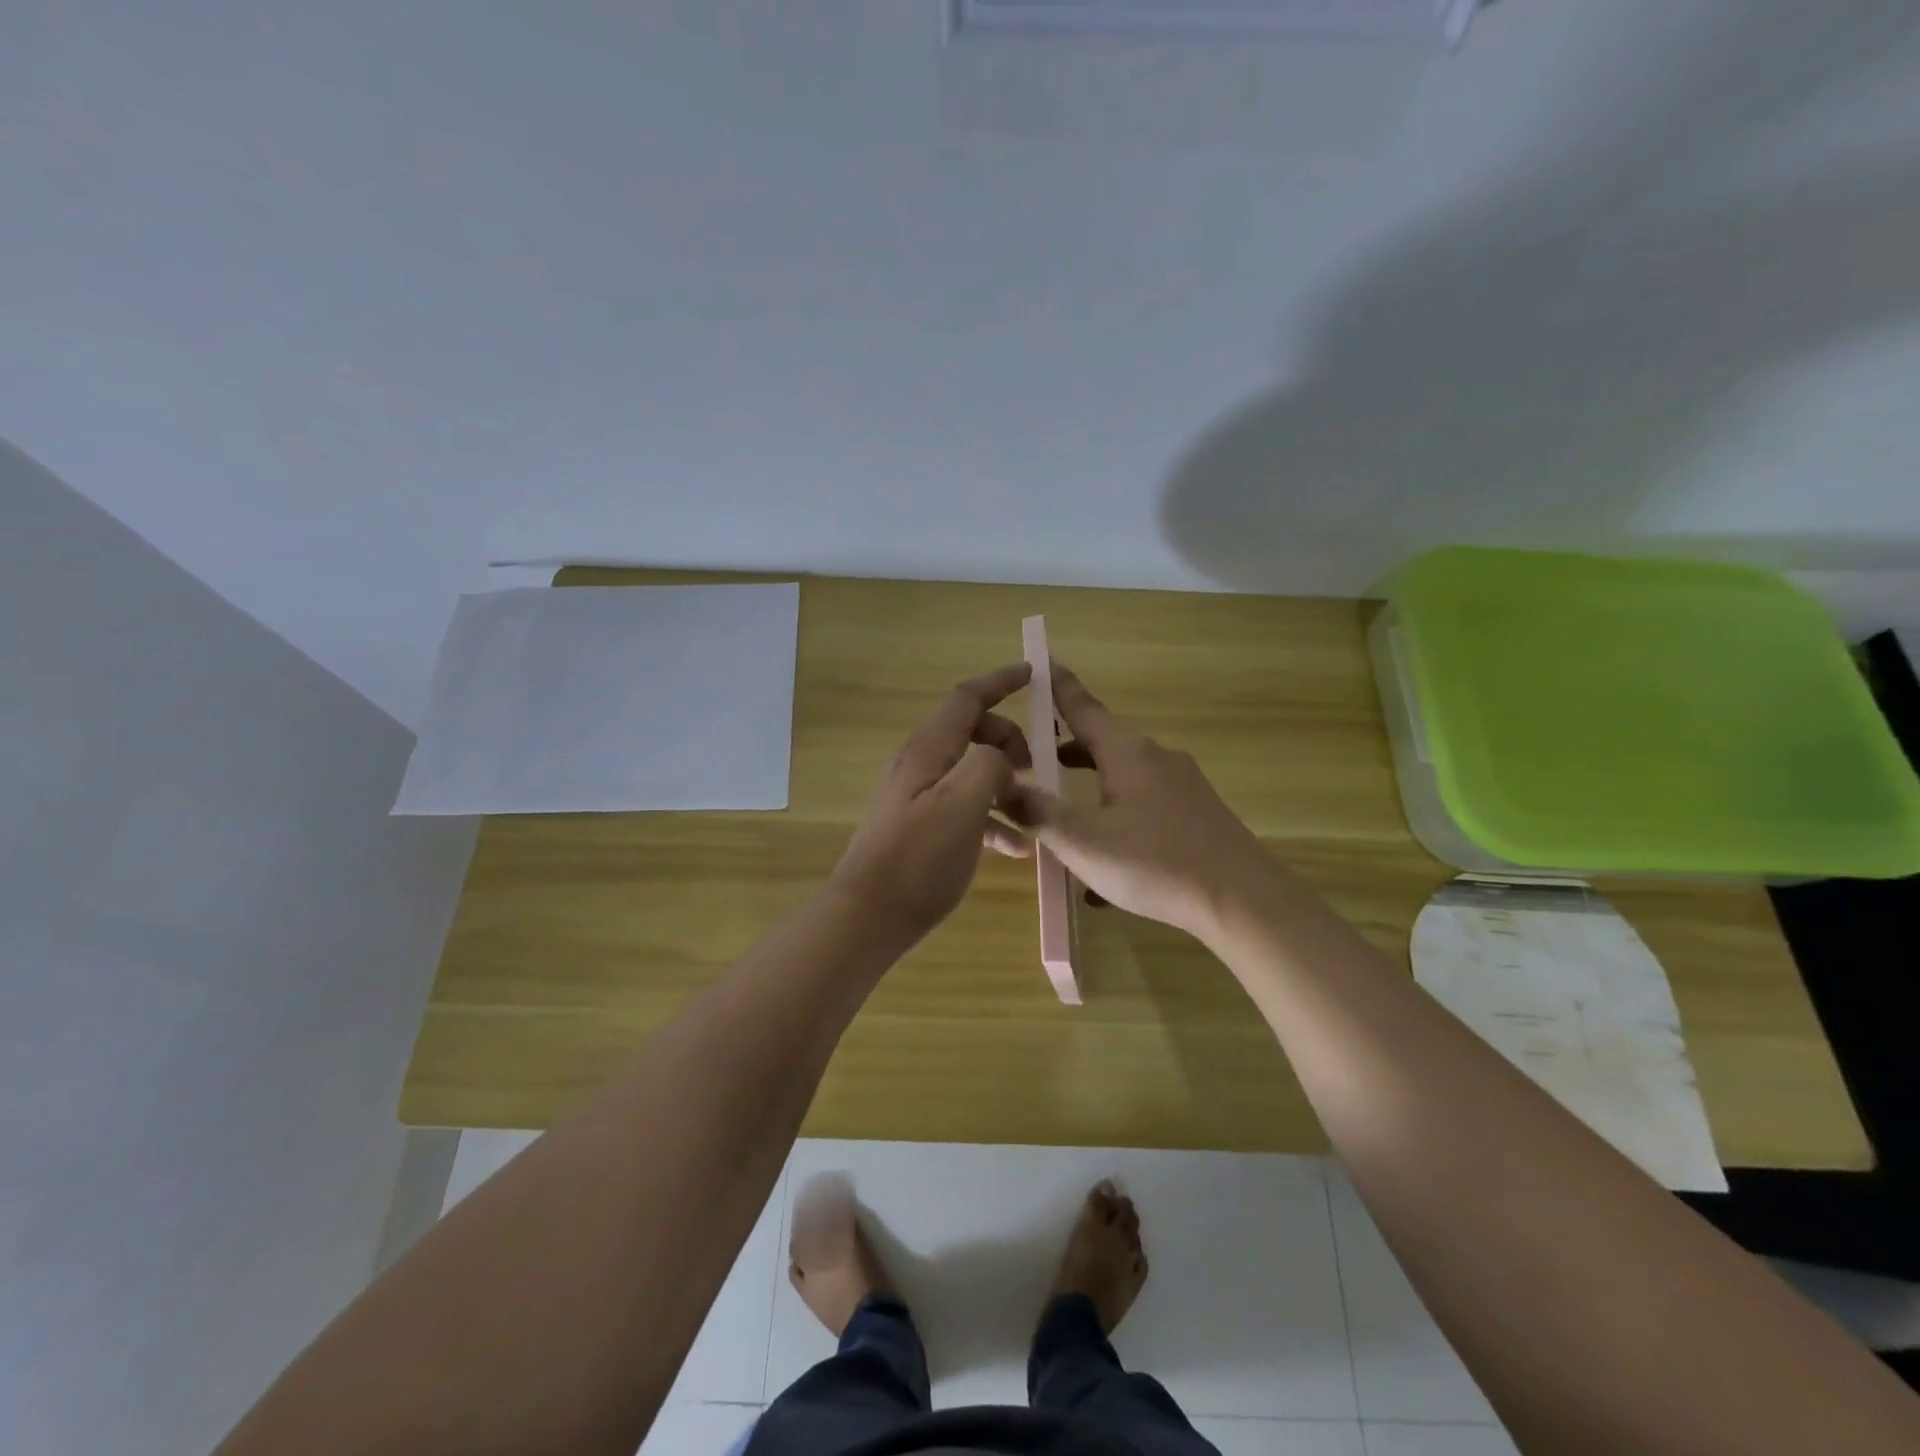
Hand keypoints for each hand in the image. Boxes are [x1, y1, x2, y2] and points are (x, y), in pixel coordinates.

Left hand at [830, 663, 1032, 943]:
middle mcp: (921, 765)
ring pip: (971, 771)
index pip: (966, 698)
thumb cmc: (918, 858)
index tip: (1033, 674)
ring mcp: (919, 797)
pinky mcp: (922, 827)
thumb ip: (988, 765)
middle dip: (1008, 740)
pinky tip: (1017, 848)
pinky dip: (993, 818)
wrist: (869, 916)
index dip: (1000, 681)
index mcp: (928, 750)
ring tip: (1034, 809)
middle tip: (1038, 767)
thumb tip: (1001, 760)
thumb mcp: (962, 804)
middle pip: (971, 732)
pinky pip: (965, 808)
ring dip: (1005, 782)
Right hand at [1002, 664, 1270, 940]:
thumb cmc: (1154, 862)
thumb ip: (1039, 814)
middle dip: (1066, 749)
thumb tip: (1004, 789)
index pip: (1083, 708)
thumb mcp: (1083, 842)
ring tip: (1064, 814)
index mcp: (1126, 752)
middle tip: (1034, 762)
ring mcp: (1182, 784)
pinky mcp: (1197, 811)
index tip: (1043, 661)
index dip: (1059, 687)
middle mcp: (1156, 757)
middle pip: (1102, 741)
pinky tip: (1107, 862)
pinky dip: (1117, 814)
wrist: (1242, 899)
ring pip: (1123, 774)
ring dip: (1091, 785)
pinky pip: (1145, 801)